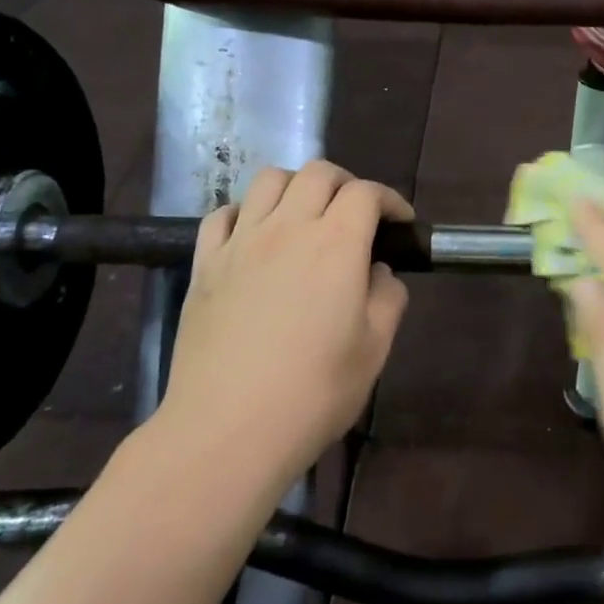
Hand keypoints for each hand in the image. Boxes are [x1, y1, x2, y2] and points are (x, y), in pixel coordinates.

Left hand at [158, 162, 411, 486]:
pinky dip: (245, 212)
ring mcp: (241, 242)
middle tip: (355, 215)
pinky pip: (222, 215)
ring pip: (268, 180)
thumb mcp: (374, 350)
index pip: (366, 193)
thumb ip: (387, 299)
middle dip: (345, 184)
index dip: (389, 200)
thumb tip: (378, 272)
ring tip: (304, 216)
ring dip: (295, 187)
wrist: (227, 430)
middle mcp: (288, 227)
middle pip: (318, 173)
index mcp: (336, 244)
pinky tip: (253, 237)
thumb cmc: (313, 393)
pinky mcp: (204, 264)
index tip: (399, 223)